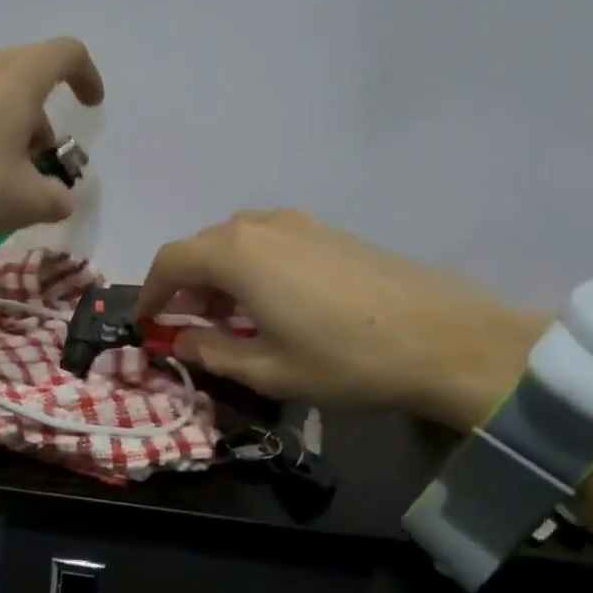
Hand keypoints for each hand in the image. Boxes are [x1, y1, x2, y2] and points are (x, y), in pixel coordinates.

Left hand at [0, 38, 104, 262]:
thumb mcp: (24, 202)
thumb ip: (55, 198)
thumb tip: (60, 198)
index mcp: (16, 77)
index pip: (66, 54)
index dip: (86, 77)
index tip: (91, 107)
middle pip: (23, 78)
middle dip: (39, 120)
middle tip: (36, 166)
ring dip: (2, 126)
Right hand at [136, 210, 543, 429]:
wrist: (444, 338)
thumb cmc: (345, 359)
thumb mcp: (269, 370)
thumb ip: (213, 351)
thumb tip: (181, 339)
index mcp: (236, 255)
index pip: (170, 261)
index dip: (150, 292)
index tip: (147, 322)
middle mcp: (260, 226)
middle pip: (202, 246)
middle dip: (186, 285)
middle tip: (188, 325)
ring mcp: (299, 223)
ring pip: (237, 241)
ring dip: (220, 274)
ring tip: (231, 317)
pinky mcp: (328, 230)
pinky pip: (270, 241)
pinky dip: (253, 267)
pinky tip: (274, 302)